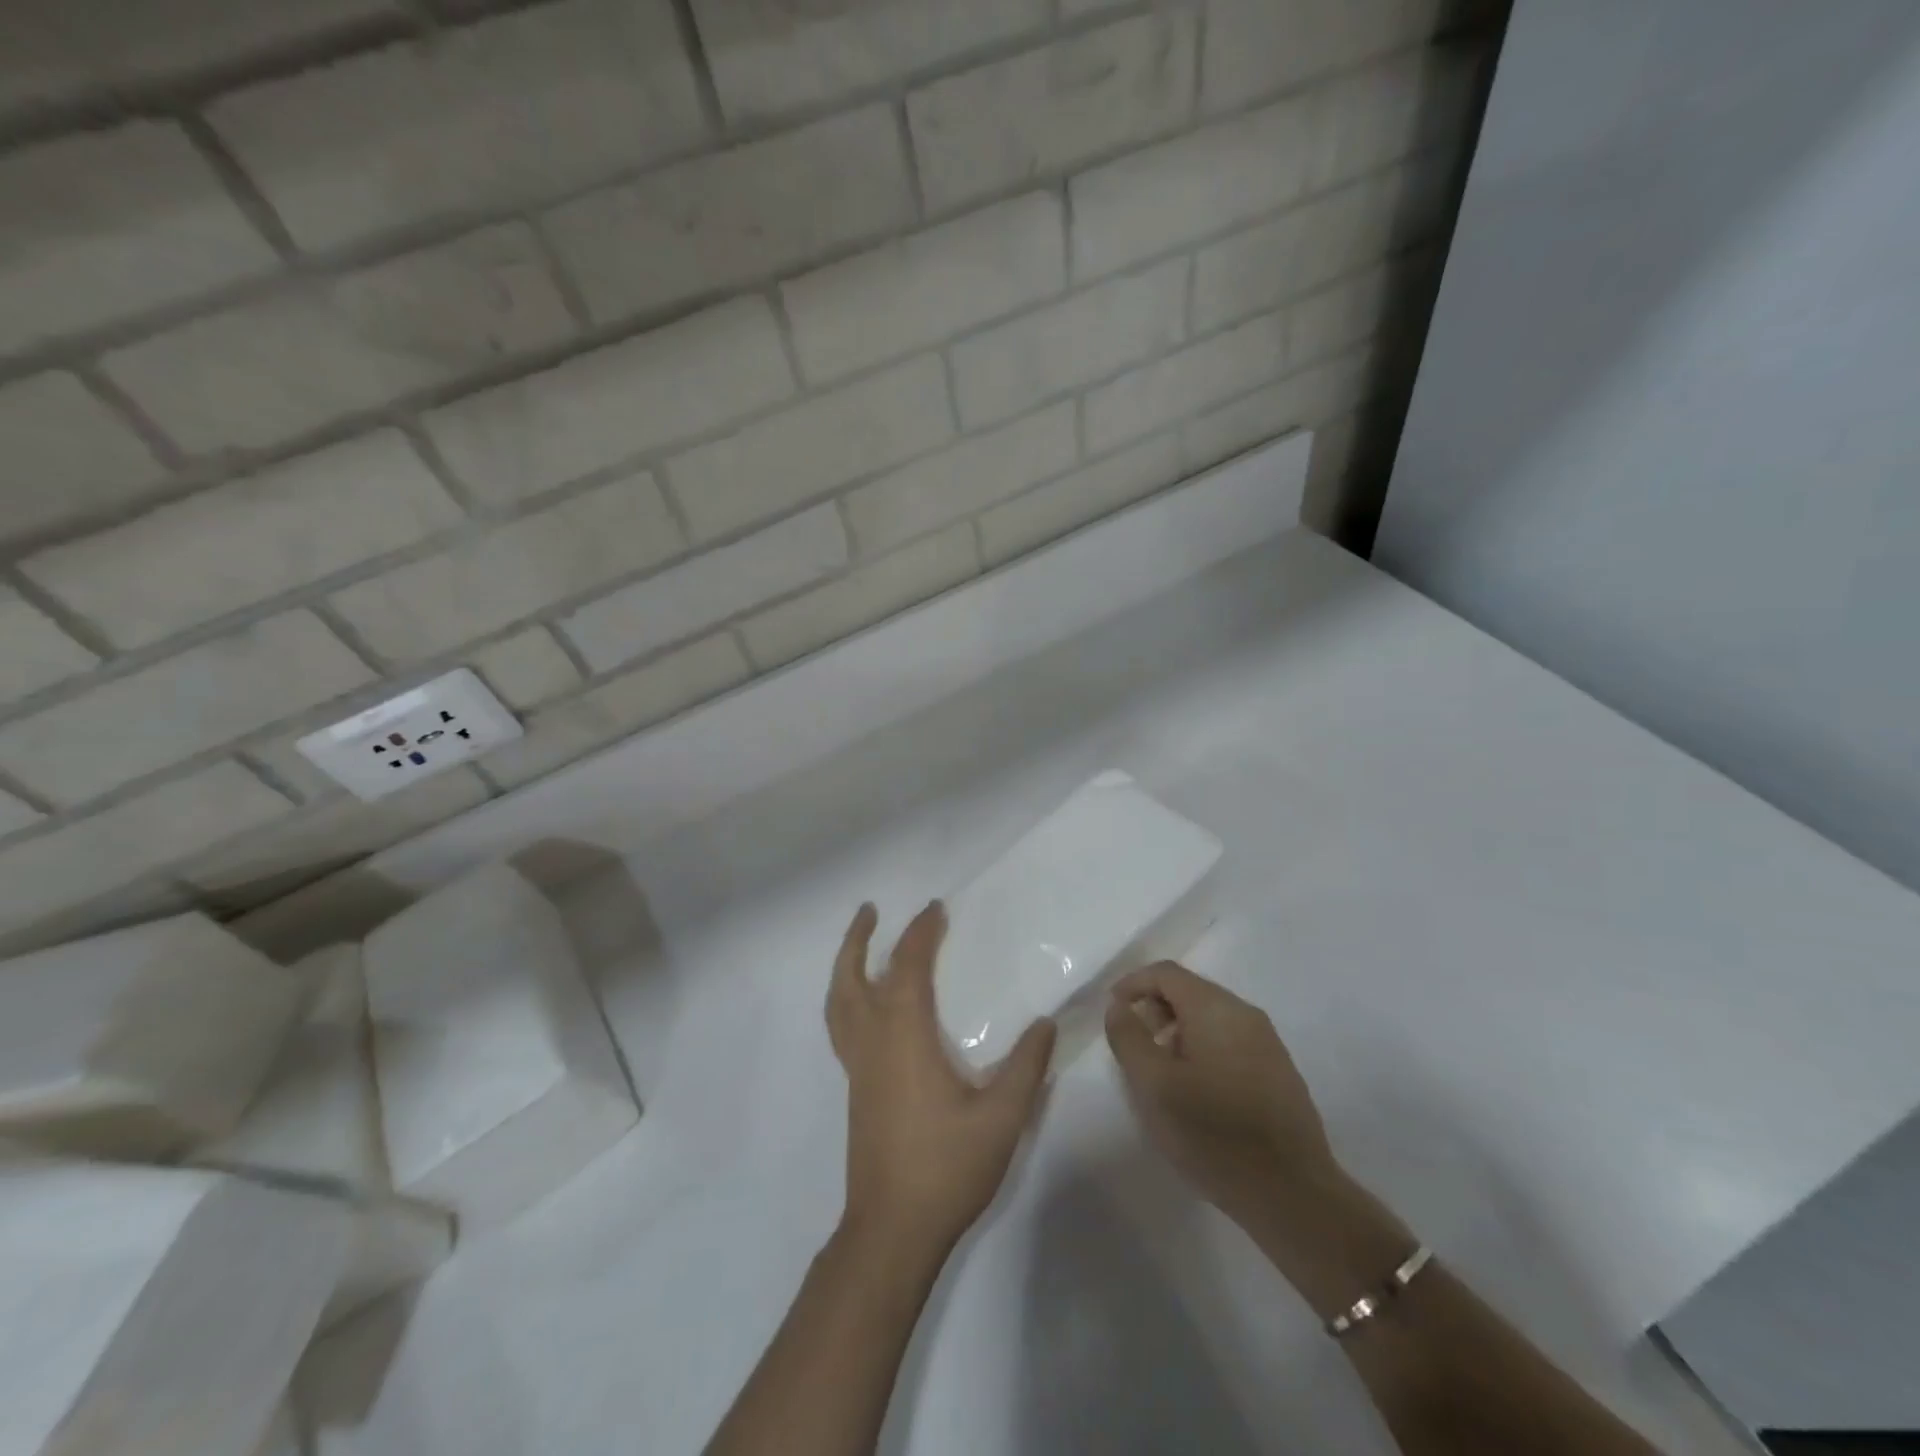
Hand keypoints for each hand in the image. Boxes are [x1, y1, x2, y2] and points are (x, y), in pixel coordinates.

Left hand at [826, 901, 1056, 1257]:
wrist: (891, 1230)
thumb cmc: (946, 1168)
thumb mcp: (1001, 1118)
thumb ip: (1025, 1067)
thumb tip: (1045, 1022)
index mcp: (904, 1037)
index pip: (907, 968)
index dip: (920, 934)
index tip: (936, 909)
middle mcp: (873, 1042)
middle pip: (852, 978)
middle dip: (859, 939)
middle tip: (870, 910)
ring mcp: (858, 1067)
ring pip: (839, 1003)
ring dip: (845, 967)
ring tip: (858, 945)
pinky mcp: (856, 1089)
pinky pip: (843, 1026)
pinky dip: (848, 998)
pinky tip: (870, 1007)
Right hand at [1104, 962, 1335, 1227]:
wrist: (1293, 1195)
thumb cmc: (1213, 1135)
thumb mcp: (1154, 1086)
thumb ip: (1129, 1037)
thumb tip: (1119, 1006)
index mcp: (1215, 1008)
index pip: (1166, 973)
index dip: (1133, 984)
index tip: (1112, 1011)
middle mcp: (1245, 1014)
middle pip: (1190, 991)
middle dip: (1155, 1009)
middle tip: (1134, 1046)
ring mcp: (1267, 1042)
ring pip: (1210, 1017)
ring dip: (1178, 1031)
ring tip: (1162, 1074)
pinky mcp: (1278, 1071)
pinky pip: (1230, 1041)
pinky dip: (1203, 1049)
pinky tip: (1196, 1092)